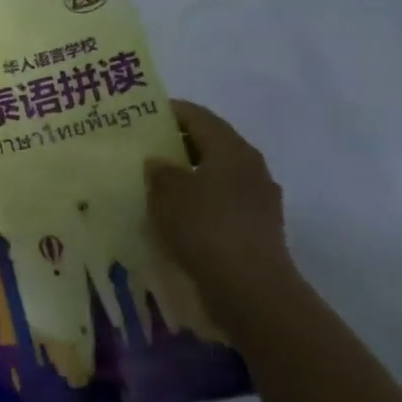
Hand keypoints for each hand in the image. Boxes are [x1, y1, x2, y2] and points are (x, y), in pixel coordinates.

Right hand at [145, 100, 297, 327]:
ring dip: (190, 176)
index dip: (169, 111)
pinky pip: (223, 203)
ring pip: (218, 175)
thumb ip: (159, 171)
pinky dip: (201, 202)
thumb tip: (158, 162)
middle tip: (145, 150)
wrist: (251, 290)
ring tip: (158, 185)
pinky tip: (179, 216)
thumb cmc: (206, 228)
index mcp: (232, 149)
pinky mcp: (258, 228)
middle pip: (211, 144)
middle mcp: (251, 167)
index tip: (142, 115)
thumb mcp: (168, 193)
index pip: (198, 116)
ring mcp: (259, 199)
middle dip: (178, 144)